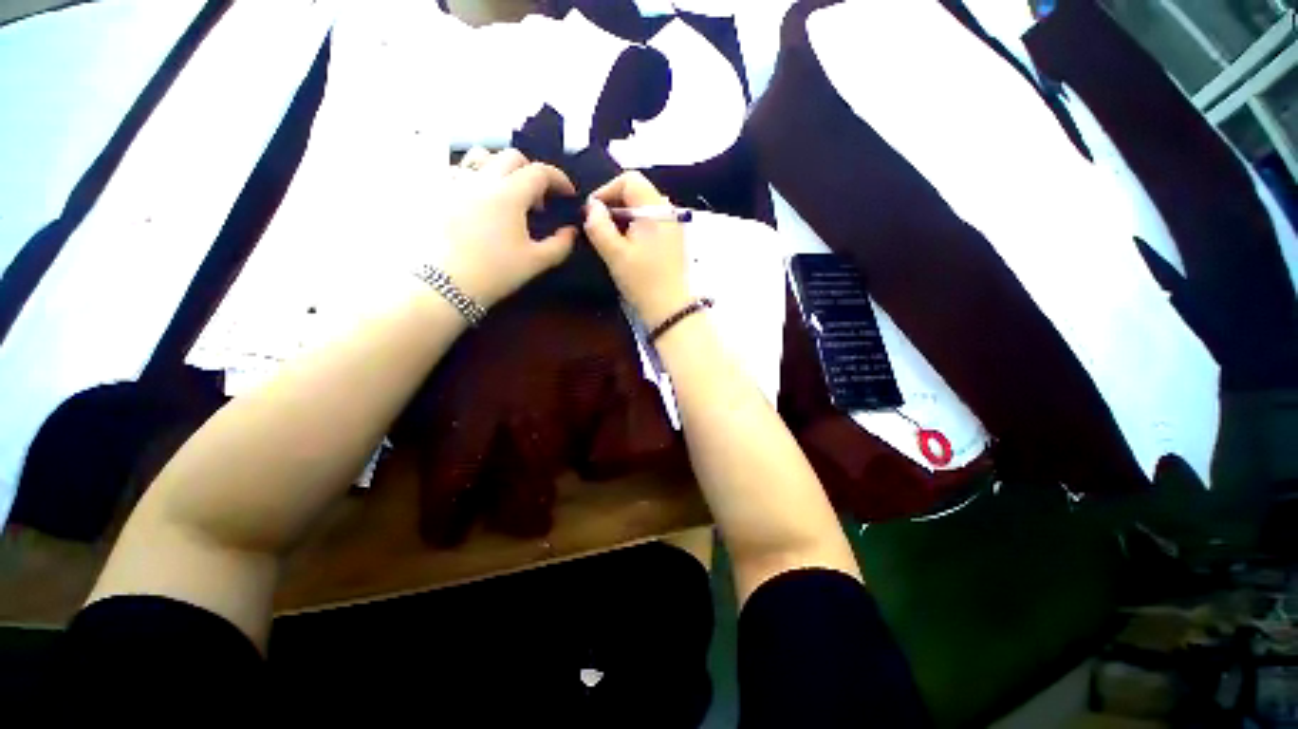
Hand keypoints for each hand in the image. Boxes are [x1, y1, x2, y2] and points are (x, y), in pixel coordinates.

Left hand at [438, 148, 578, 307]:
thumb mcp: (536, 262)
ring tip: (505, 193)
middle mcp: (482, 178)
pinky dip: (475, 176)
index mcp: (509, 193)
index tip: (568, 195)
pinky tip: (477, 199)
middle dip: (532, 173)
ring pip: (481, 156)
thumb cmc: (495, 273)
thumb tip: (570, 231)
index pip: (540, 172)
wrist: (443, 285)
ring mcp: (455, 181)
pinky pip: (457, 169)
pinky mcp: (436, 191)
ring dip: (501, 167)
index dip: (559, 179)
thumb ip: (560, 244)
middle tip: (538, 201)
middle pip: (512, 157)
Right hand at [583, 172, 689, 326]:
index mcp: (656, 208)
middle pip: (637, 192)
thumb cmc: (643, 281)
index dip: (606, 191)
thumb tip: (591, 206)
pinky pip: (651, 223)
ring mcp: (674, 226)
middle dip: (614, 205)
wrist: (671, 310)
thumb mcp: (615, 254)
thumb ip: (599, 225)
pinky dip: (636, 228)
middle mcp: (669, 211)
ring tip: (611, 239)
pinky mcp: (674, 240)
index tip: (593, 213)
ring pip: (643, 208)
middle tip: (599, 227)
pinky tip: (627, 247)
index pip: (629, 179)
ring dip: (624, 218)